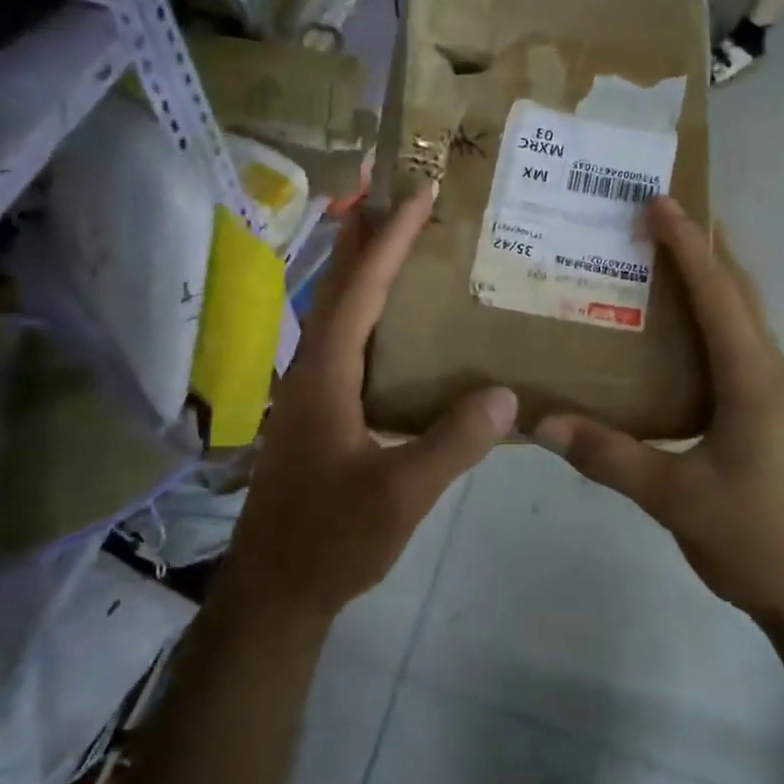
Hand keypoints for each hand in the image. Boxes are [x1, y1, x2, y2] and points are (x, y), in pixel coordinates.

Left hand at [221, 183, 517, 624]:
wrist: (275, 591)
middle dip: (365, 235)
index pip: (361, 290)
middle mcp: (311, 370)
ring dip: (360, 268)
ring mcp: (310, 391)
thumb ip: (453, 444)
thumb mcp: (400, 495)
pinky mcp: (317, 412)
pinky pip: (344, 340)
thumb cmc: (330, 539)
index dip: (391, 239)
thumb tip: (508, 393)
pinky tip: (390, 321)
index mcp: (326, 374)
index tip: (420, 193)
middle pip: (338, 286)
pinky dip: (365, 310)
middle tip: (394, 192)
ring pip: (336, 312)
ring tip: (392, 237)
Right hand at [535, 198, 783, 636]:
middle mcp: (773, 376)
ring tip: (667, 266)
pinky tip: (684, 345)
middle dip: (705, 250)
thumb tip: (540, 422)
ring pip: (747, 323)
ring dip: (714, 286)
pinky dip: (716, 326)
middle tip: (661, 220)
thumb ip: (609, 456)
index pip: (718, 294)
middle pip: (741, 295)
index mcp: (754, 380)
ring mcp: (781, 399)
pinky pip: (744, 352)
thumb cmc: (756, 540)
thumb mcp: (675, 499)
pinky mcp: (777, 421)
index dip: (688, 245)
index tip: (659, 202)